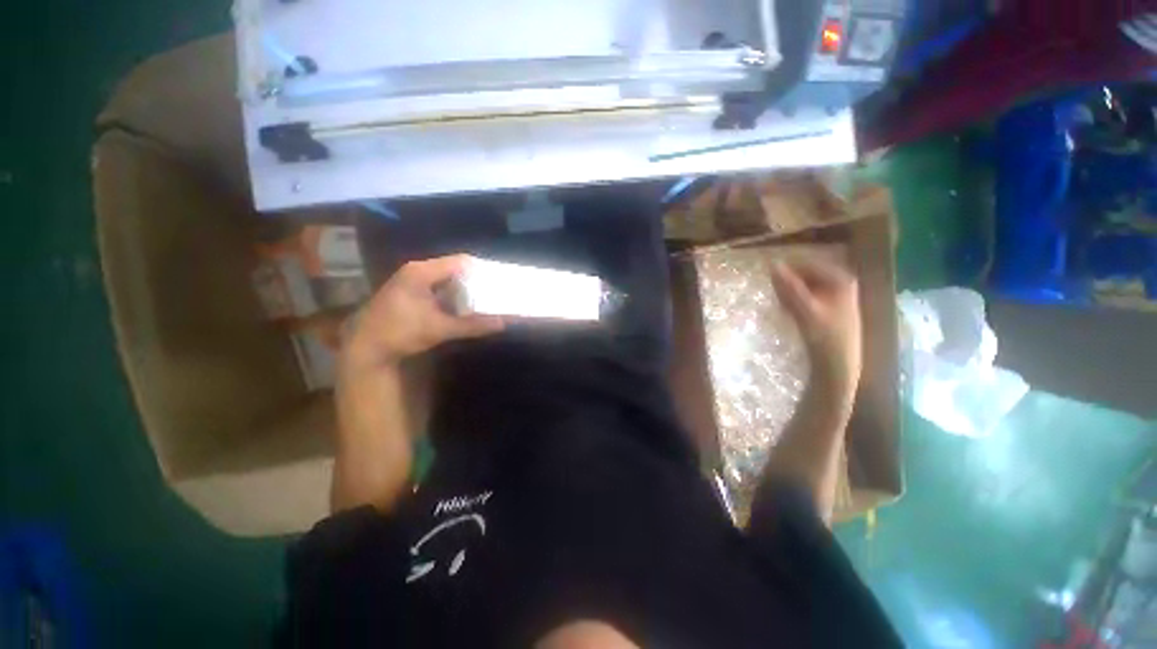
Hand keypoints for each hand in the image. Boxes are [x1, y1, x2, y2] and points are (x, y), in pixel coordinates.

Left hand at [343, 255, 504, 371]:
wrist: (365, 348)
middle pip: (453, 268)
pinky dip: (452, 295)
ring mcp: (411, 281)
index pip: (460, 261)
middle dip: (475, 279)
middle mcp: (416, 271)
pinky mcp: (409, 293)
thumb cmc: (401, 333)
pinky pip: (438, 287)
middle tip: (494, 289)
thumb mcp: (440, 329)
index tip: (498, 279)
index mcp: (422, 272)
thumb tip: (502, 323)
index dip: (481, 269)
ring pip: (446, 279)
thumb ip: (473, 325)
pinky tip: (463, 306)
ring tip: (484, 297)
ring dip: (464, 288)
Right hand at [772, 258, 861, 403]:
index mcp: (840, 278)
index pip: (806, 264)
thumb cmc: (825, 337)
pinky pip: (807, 295)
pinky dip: (795, 301)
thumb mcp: (805, 310)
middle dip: (788, 284)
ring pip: (804, 285)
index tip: (771, 285)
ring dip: (789, 293)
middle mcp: (841, 281)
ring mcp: (836, 293)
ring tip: (784, 308)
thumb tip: (772, 264)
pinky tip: (790, 313)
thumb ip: (790, 287)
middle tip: (778, 299)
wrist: (839, 365)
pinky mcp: (830, 305)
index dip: (786, 271)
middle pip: (806, 273)